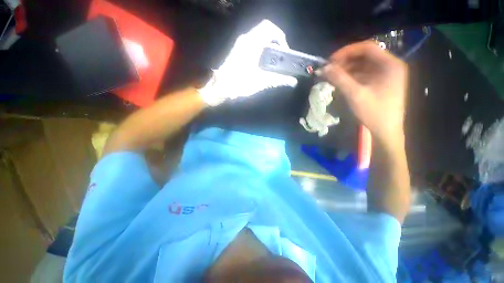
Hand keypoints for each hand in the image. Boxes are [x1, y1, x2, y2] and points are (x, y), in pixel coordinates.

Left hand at [198, 20, 297, 105]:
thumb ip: (278, 80)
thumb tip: (293, 82)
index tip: (285, 50)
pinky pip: (252, 42)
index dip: (280, 36)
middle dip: (275, 40)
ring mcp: (240, 44)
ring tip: (273, 60)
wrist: (221, 87)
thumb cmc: (240, 83)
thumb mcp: (261, 82)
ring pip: (258, 36)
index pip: (269, 28)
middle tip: (280, 55)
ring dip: (268, 45)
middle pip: (264, 30)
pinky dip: (260, 48)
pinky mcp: (237, 50)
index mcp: (252, 43)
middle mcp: (245, 39)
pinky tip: (262, 62)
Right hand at [320, 41, 407, 144]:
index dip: (346, 52)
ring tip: (332, 77)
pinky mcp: (381, 83)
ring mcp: (386, 75)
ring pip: (363, 65)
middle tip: (329, 70)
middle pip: (365, 56)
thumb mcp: (355, 94)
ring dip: (346, 69)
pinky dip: (351, 77)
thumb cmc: (374, 112)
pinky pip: (364, 74)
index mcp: (390, 65)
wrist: (386, 131)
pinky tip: (341, 83)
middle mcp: (390, 66)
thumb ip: (339, 79)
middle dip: (345, 61)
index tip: (330, 61)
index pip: (367, 48)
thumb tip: (323, 68)